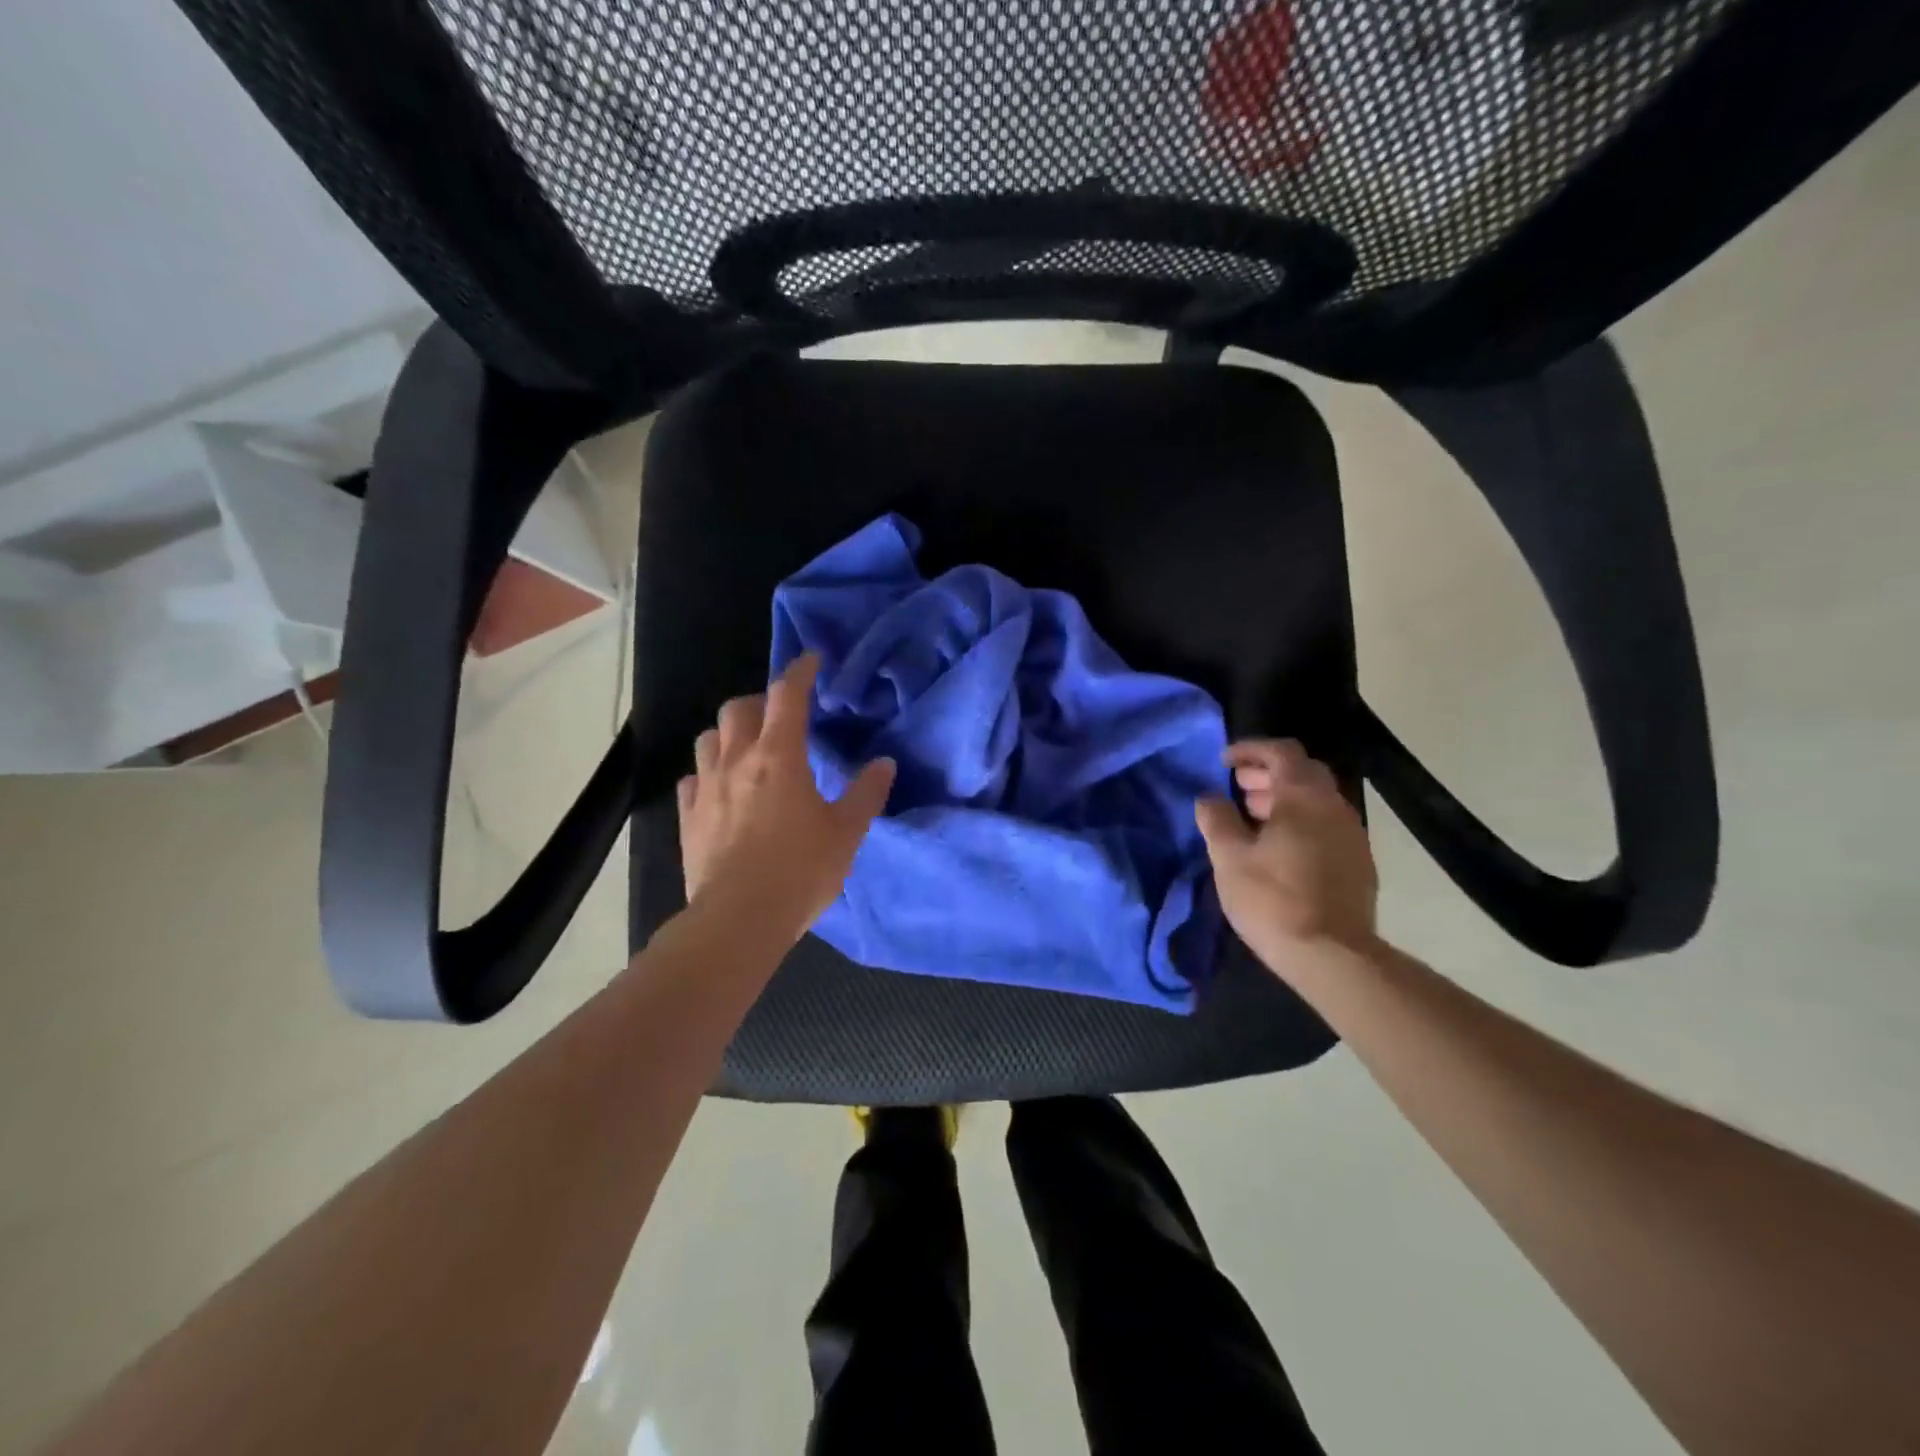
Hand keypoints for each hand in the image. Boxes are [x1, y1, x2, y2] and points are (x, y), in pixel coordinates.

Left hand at [678, 654, 896, 942]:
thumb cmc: (800, 870)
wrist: (739, 919)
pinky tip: (721, 790)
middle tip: (781, 718)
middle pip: (739, 709)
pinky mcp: (688, 816)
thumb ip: (866, 793)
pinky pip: (692, 779)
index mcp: (780, 756)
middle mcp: (738, 760)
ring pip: (709, 738)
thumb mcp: (846, 833)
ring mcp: (707, 787)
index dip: (800, 672)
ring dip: (729, 734)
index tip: (811, 661)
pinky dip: (708, 774)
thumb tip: (883, 763)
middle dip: (761, 703)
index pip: (787, 695)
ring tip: (748, 750)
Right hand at [1195, 739, 1378, 976]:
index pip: (1281, 751)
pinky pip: (1325, 825)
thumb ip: (1217, 819)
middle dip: (1267, 774)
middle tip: (1236, 789)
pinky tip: (1278, 850)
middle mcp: (1334, 806)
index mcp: (1303, 797)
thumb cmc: (1274, 899)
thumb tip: (1209, 797)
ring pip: (1316, 800)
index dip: (1250, 750)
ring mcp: (1352, 835)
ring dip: (1283, 799)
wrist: (1333, 956)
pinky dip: (1300, 823)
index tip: (1224, 763)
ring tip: (1252, 819)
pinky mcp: (1358, 862)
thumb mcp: (1229, 858)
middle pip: (1302, 772)